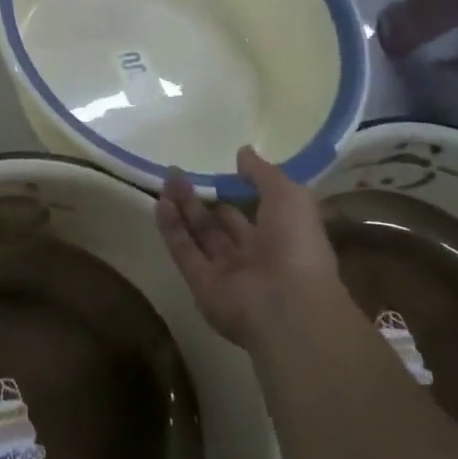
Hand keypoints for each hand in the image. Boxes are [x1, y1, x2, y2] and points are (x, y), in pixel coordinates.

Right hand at [155, 147, 346, 349]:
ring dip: (183, 209)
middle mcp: (252, 257)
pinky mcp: (201, 286)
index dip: (236, 193)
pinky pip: (184, 252)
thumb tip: (243, 153)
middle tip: (179, 174)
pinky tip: (161, 202)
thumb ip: (263, 173)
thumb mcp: (290, 196)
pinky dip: (171, 228)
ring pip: (199, 236)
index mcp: (281, 238)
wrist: (288, 306)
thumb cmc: (297, 245)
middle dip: (201, 200)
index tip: (218, 172)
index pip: (254, 214)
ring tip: (167, 180)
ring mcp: (226, 274)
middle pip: (220, 226)